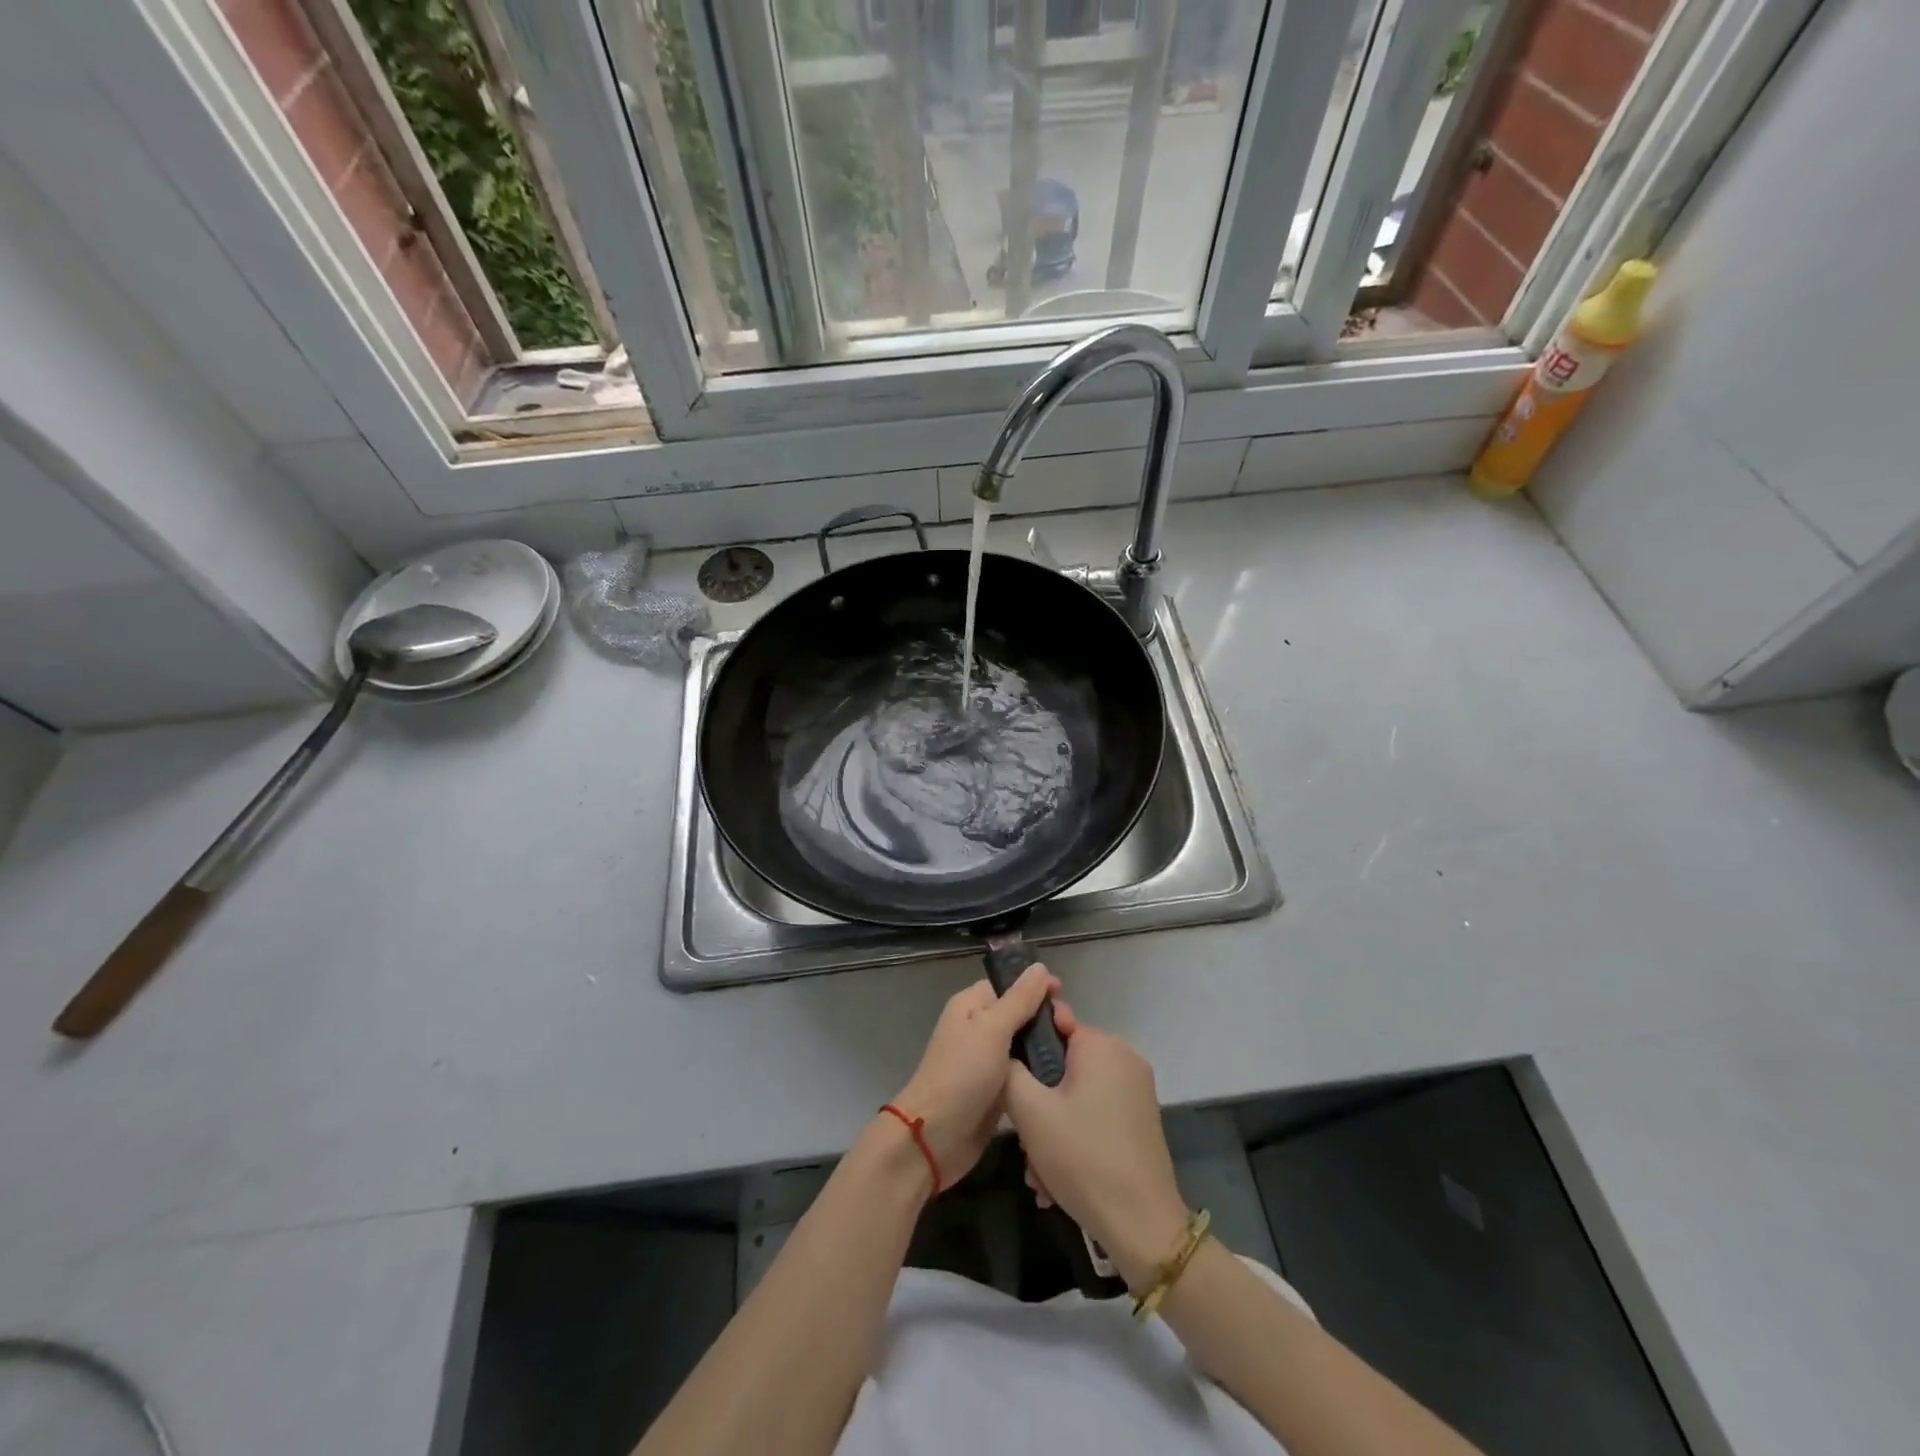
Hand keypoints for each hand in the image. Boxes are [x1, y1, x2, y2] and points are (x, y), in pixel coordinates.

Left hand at [890, 963, 1060, 1189]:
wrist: (936, 1137)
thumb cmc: (962, 1073)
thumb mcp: (992, 1029)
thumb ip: (1019, 999)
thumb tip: (1040, 967)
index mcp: (971, 1006)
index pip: (1008, 985)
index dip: (1035, 987)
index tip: (1064, 994)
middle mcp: (978, 1029)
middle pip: (1019, 1014)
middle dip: (1044, 1019)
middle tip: (1072, 1030)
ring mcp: (986, 1061)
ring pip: (1023, 1045)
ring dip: (1045, 1048)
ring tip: (1075, 1054)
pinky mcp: (995, 1091)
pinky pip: (1022, 1074)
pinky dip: (1038, 1074)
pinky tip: (1064, 1078)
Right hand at [1004, 1022, 1191, 1290]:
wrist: (1142, 1226)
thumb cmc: (1082, 1157)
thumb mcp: (1030, 1112)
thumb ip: (1009, 1071)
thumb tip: (1006, 1053)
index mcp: (1101, 1044)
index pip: (1052, 1024)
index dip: (1026, 1052)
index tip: (1012, 1085)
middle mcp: (1124, 1058)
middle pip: (1063, 1067)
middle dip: (1038, 1106)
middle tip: (1025, 1145)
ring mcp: (1136, 1090)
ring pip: (1076, 1097)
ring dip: (1052, 1131)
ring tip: (1040, 1175)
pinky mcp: (1141, 1120)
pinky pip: (1095, 1115)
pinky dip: (1075, 1140)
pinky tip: (1059, 1182)